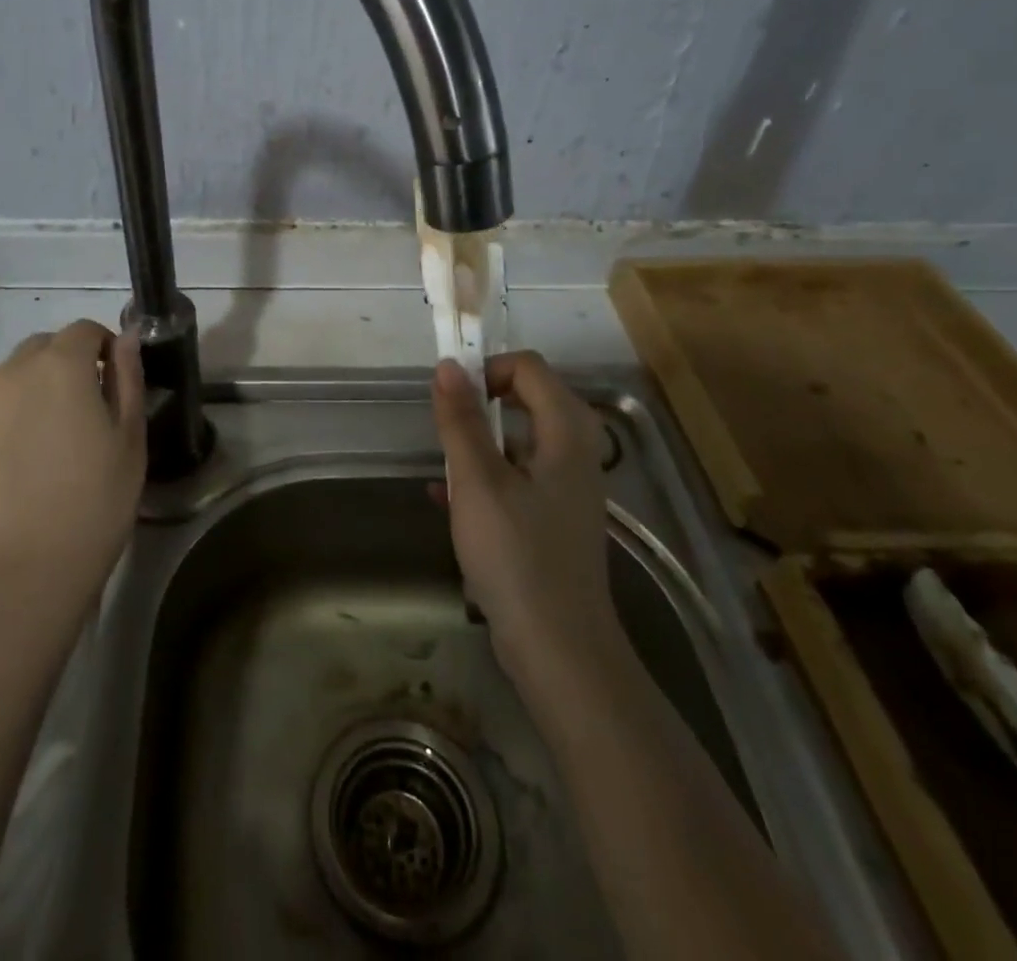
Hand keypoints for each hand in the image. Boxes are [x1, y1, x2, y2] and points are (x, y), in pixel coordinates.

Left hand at [0, 319, 146, 614]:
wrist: (26, 566)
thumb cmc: (95, 499)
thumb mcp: (130, 436)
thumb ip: (128, 378)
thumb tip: (126, 339)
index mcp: (61, 364)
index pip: (86, 330)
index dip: (107, 346)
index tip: (120, 379)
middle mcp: (17, 371)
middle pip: (47, 345)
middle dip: (73, 359)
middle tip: (96, 404)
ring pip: (21, 372)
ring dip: (45, 382)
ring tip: (65, 429)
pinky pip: (3, 401)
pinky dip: (22, 407)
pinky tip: (37, 450)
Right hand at [432, 352, 625, 704]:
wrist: (559, 651)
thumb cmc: (517, 556)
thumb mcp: (478, 482)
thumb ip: (462, 421)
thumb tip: (448, 366)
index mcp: (566, 435)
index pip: (531, 369)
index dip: (489, 369)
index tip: (452, 394)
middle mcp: (574, 456)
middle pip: (529, 401)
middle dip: (482, 405)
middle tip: (447, 425)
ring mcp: (566, 492)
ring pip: (519, 444)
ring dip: (479, 444)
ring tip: (443, 466)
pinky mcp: (552, 523)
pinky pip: (516, 481)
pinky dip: (483, 480)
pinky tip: (444, 500)